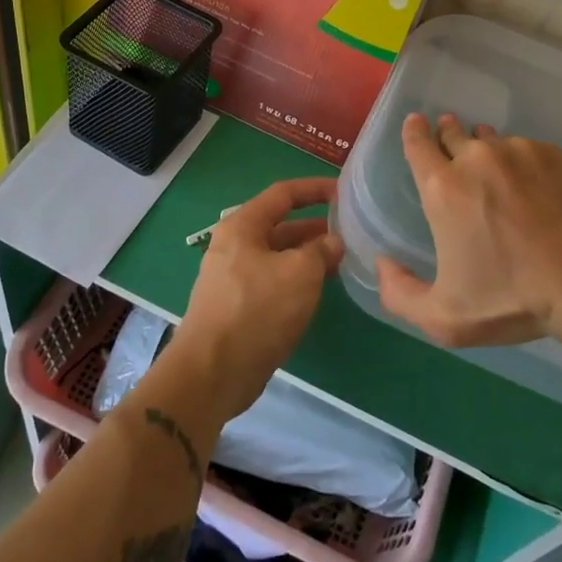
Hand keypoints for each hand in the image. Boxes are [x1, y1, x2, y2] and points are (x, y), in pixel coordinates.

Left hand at [169, 177, 342, 421]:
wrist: (213, 372)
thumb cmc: (257, 310)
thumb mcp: (300, 273)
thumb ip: (321, 251)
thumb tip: (333, 242)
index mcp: (242, 226)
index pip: (283, 194)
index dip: (314, 189)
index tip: (343, 191)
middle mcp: (234, 246)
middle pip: (280, 226)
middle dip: (314, 227)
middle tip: (348, 231)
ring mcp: (234, 278)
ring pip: (278, 257)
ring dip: (308, 256)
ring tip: (341, 261)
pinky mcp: (238, 307)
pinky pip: (273, 282)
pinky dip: (296, 280)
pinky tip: (318, 290)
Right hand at [377, 113, 561, 347]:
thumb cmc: (510, 299)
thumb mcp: (444, 317)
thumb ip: (399, 294)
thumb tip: (382, 263)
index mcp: (443, 188)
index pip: (417, 143)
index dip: (414, 132)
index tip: (417, 124)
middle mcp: (476, 158)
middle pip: (453, 133)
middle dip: (448, 136)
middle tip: (452, 149)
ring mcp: (518, 152)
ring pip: (491, 140)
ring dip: (484, 150)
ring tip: (495, 172)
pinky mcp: (552, 155)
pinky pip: (526, 149)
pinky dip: (521, 161)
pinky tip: (532, 187)